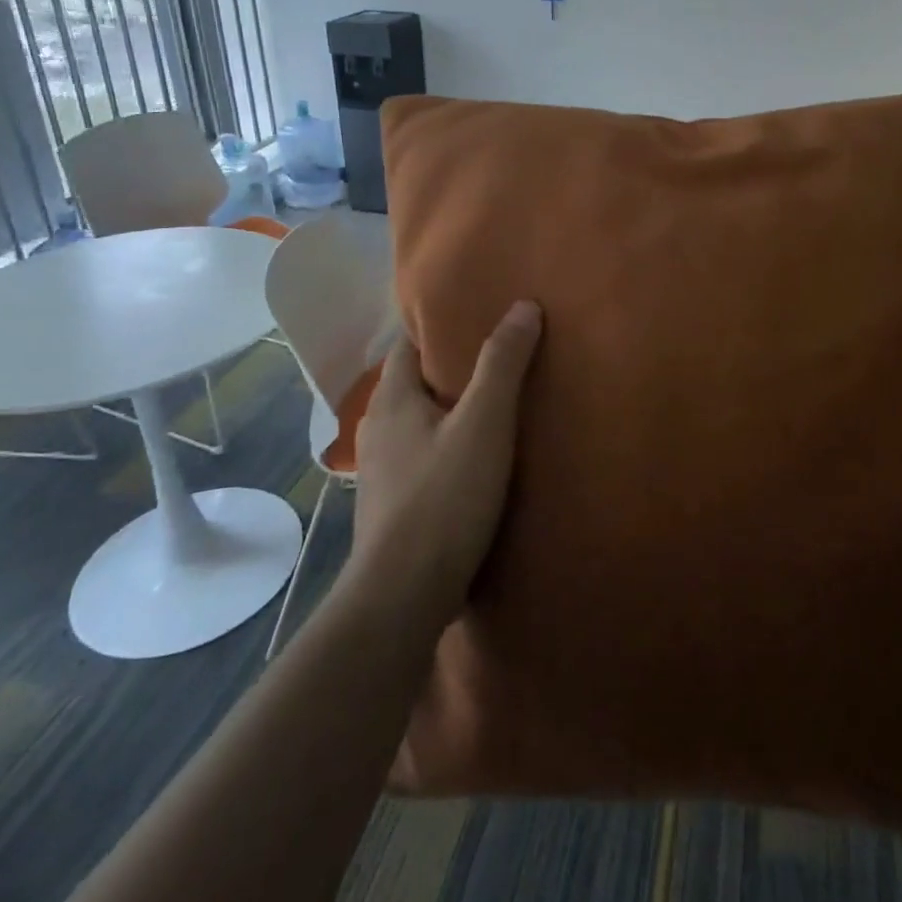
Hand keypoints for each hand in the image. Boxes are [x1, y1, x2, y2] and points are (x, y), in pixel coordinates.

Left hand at [349, 301, 543, 618]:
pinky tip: (477, 458)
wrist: (404, 596)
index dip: (439, 324)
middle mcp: (377, 427)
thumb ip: (502, 364)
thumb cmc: (443, 498)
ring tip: (495, 404)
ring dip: (451, 409)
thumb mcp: (484, 423)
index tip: (478, 313)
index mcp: (391, 398)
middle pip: (415, 380)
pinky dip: (447, 444)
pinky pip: (422, 455)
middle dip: (451, 366)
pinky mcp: (393, 503)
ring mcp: (381, 469)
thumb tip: (523, 306)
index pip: (408, 342)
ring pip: (419, 421)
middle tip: (500, 354)